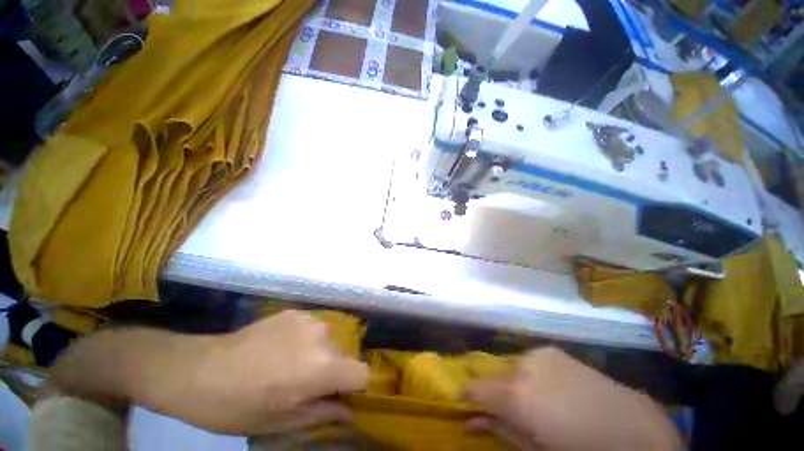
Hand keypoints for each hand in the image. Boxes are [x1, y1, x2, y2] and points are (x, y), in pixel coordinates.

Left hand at [51, 311, 368, 434]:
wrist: (199, 370)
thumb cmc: (238, 406)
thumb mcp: (282, 421)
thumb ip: (323, 413)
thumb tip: (349, 412)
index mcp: (322, 366)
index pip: (362, 373)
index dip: (353, 388)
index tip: (336, 396)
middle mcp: (323, 336)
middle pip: (343, 356)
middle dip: (331, 372)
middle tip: (303, 385)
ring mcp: (309, 319)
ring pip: (328, 340)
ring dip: (317, 353)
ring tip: (288, 364)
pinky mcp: (295, 311)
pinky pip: (312, 328)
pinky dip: (304, 339)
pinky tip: (279, 348)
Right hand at [464, 347, 682, 450]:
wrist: (635, 429)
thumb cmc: (582, 450)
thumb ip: (500, 430)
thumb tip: (468, 421)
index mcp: (515, 395)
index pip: (474, 388)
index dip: (467, 397)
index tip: (465, 404)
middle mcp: (521, 366)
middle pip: (494, 378)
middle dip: (496, 393)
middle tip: (515, 413)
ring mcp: (538, 354)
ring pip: (511, 368)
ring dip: (516, 383)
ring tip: (540, 403)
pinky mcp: (553, 350)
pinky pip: (530, 361)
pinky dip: (532, 374)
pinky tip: (553, 389)